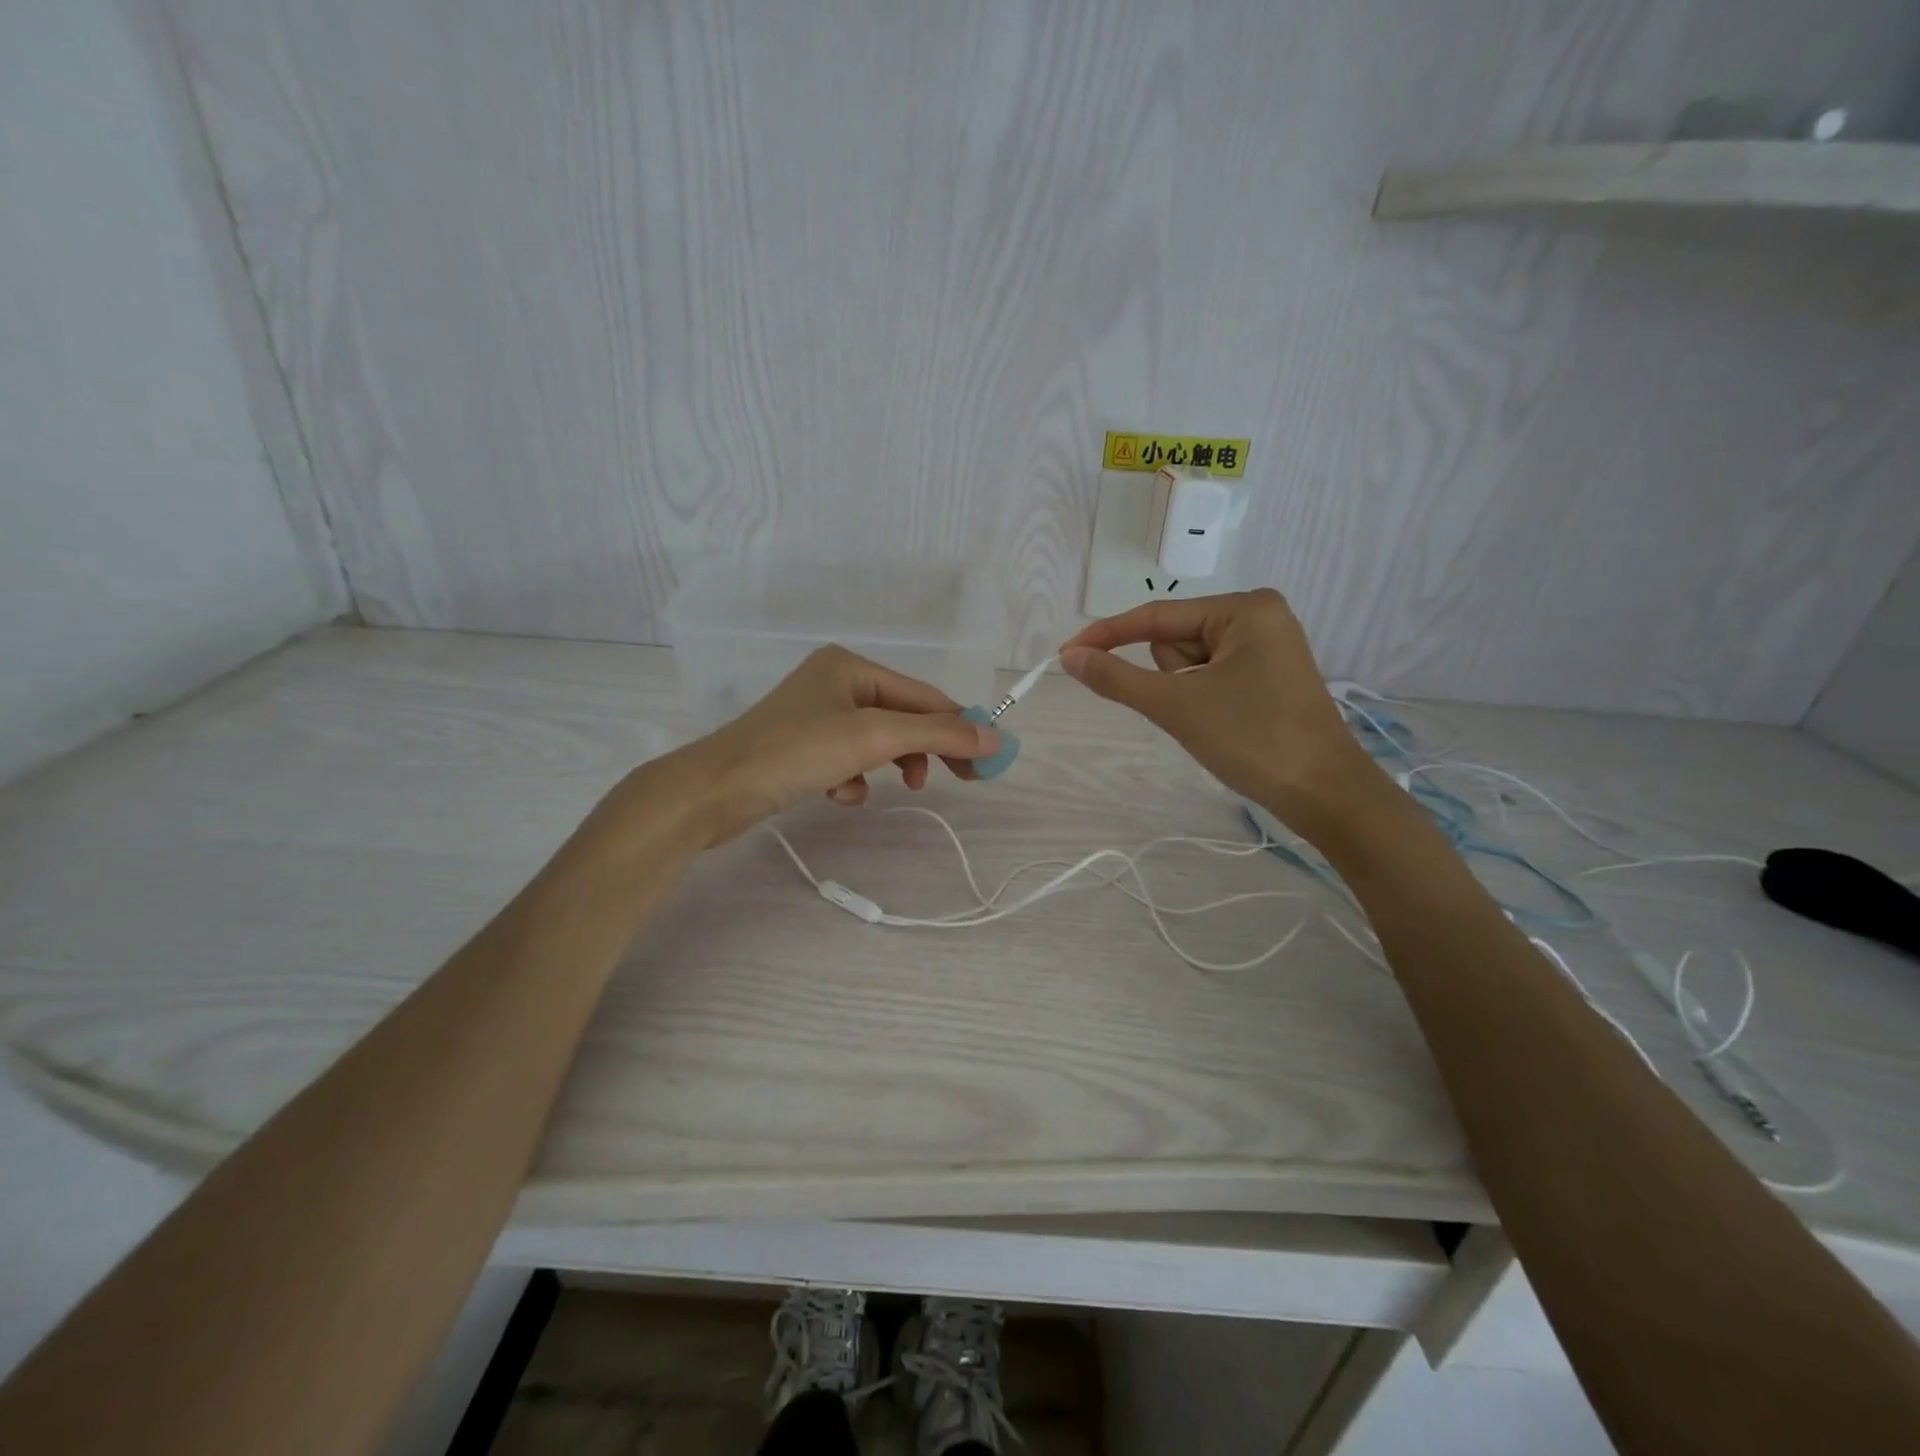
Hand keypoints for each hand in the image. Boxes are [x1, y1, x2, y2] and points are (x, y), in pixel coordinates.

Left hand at [670, 646, 999, 844]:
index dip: (960, 727)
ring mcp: (814, 714)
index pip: (923, 696)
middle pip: (902, 718)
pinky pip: (847, 759)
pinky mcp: (799, 747)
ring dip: (887, 766)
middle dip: (924, 750)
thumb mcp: (874, 738)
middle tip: (958, 781)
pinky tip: (840, 794)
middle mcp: (834, 681)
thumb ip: (938, 734)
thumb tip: (996, 737)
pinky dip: (853, 779)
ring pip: (875, 742)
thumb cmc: (796, 752)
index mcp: (851, 666)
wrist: (714, 790)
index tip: (987, 763)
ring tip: (890, 789)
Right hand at [1059, 590, 1383, 839]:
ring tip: (1215, 720)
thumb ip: (1117, 678)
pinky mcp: (1269, 675)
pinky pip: (1211, 676)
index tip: (1066, 655)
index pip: (1157, 616)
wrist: (1325, 794)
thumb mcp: (1177, 705)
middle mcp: (1258, 616)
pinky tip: (1225, 723)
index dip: (1107, 635)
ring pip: (1189, 662)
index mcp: (1245, 608)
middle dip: (1170, 677)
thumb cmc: (1253, 740)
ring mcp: (1267, 646)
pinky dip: (1202, 699)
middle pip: (1174, 639)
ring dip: (1185, 692)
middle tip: (1196, 709)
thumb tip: (1070, 658)